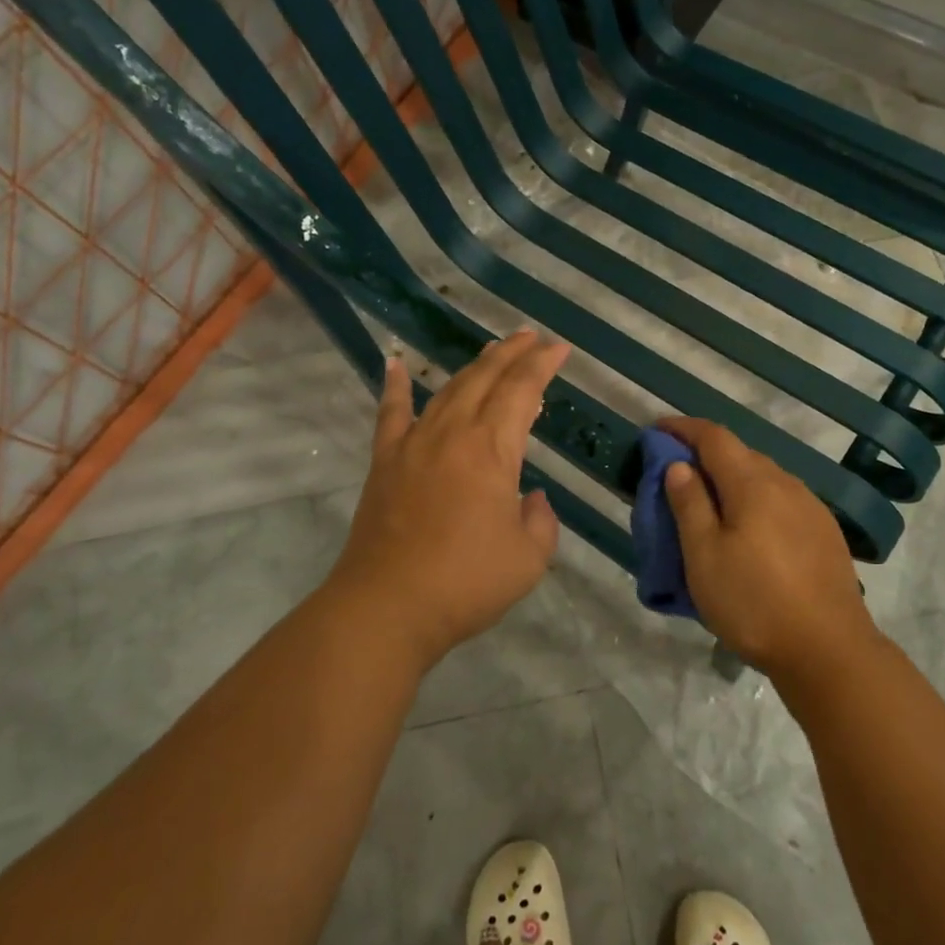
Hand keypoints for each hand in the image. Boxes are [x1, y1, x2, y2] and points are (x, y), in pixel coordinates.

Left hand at [321, 331, 570, 671]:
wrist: (387, 606)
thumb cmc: (466, 583)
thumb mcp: (528, 558)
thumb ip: (540, 521)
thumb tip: (530, 499)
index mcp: (492, 450)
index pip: (522, 391)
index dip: (542, 365)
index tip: (559, 348)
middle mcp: (453, 433)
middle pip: (485, 379)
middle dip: (512, 353)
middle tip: (531, 337)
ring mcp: (414, 444)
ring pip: (448, 390)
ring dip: (473, 366)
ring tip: (492, 351)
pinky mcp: (385, 462)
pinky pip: (391, 414)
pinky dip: (396, 386)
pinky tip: (396, 364)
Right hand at [658, 417, 880, 685]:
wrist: (829, 651)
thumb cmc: (754, 603)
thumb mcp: (704, 556)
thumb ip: (689, 504)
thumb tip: (679, 464)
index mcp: (753, 483)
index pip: (714, 437)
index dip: (683, 428)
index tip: (657, 430)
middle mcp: (786, 484)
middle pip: (740, 454)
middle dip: (706, 454)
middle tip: (676, 474)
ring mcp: (811, 507)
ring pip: (764, 477)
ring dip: (732, 478)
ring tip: (710, 503)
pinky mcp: (825, 532)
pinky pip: (782, 500)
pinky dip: (756, 500)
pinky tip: (750, 529)